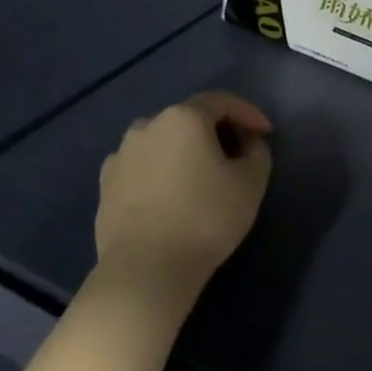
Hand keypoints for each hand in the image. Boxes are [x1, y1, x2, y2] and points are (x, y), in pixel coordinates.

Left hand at [95, 91, 274, 294]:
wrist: (147, 268)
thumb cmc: (206, 218)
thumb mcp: (251, 184)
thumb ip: (257, 153)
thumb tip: (247, 144)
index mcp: (183, 118)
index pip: (221, 102)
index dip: (248, 114)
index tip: (266, 134)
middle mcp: (147, 126)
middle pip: (188, 119)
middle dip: (216, 131)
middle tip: (237, 155)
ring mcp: (121, 155)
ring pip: (161, 142)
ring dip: (183, 151)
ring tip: (200, 175)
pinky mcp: (105, 184)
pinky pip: (141, 167)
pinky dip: (159, 171)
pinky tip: (169, 194)